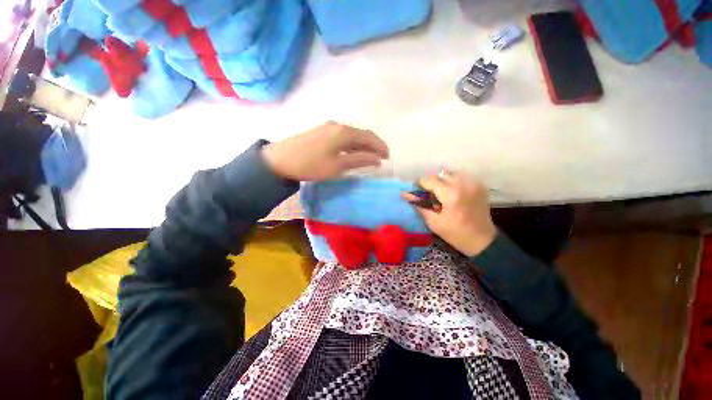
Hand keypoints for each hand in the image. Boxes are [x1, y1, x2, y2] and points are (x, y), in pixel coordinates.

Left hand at [263, 121, 389, 181]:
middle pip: (361, 134)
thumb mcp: (337, 166)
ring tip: (368, 157)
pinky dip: (351, 145)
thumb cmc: (311, 164)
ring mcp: (328, 127)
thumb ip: (359, 160)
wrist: (280, 160)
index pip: (369, 137)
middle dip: (373, 146)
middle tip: (380, 158)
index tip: (387, 158)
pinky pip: (342, 137)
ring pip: (352, 135)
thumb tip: (377, 159)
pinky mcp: (321, 132)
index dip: (380, 147)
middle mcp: (338, 125)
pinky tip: (351, 153)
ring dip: (362, 145)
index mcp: (344, 132)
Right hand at [403, 171, 495, 256]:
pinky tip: (452, 193)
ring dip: (443, 181)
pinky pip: (462, 177)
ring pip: (452, 173)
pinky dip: (454, 182)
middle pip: (441, 174)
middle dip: (432, 182)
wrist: (482, 240)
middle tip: (428, 193)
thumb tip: (405, 194)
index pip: (430, 180)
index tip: (416, 190)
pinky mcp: (480, 186)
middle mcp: (463, 184)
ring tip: (441, 193)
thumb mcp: (433, 222)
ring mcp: (474, 184)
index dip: (420, 183)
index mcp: (451, 194)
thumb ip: (419, 205)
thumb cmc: (455, 234)